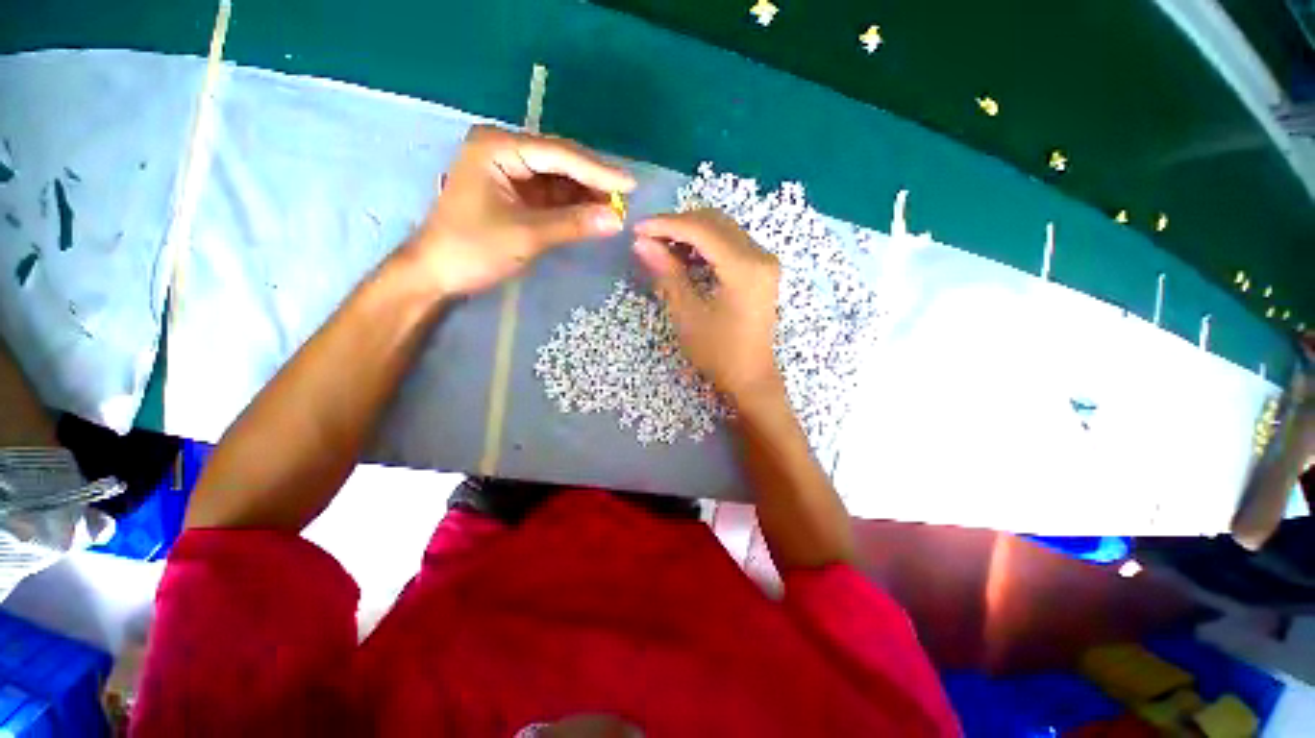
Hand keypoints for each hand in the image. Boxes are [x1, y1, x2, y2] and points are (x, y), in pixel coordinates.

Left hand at [403, 125, 635, 297]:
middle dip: (593, 181)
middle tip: (626, 199)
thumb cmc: (473, 249)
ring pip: (558, 178)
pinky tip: (593, 213)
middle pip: (560, 162)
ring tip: (614, 209)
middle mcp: (504, 150)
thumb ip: (573, 224)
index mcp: (498, 148)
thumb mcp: (527, 235)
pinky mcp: (514, 193)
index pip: (558, 155)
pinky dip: (572, 206)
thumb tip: (617, 219)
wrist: (437, 273)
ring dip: (585, 194)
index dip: (598, 171)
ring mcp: (509, 171)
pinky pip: (551, 194)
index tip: (631, 185)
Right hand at [633, 210, 783, 412]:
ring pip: (723, 229)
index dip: (666, 224)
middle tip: (647, 238)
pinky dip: (705, 245)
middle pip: (714, 222)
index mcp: (745, 267)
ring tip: (662, 248)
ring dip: (691, 233)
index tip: (637, 228)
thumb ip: (667, 273)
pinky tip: (685, 257)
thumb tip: (641, 243)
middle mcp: (760, 255)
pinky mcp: (761, 270)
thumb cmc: (718, 353)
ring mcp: (764, 261)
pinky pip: (731, 243)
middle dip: (678, 225)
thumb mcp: (688, 314)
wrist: (751, 377)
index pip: (702, 229)